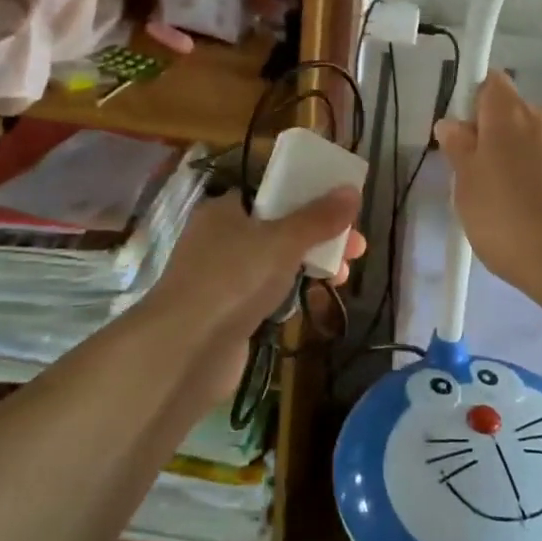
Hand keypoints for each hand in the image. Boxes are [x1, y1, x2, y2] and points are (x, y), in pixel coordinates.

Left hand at [148, 188, 364, 342]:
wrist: (185, 350)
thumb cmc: (234, 280)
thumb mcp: (283, 241)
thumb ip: (319, 217)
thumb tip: (351, 190)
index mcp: (226, 209)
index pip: (272, 192)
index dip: (309, 197)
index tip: (342, 210)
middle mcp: (220, 238)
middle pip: (280, 227)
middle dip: (320, 236)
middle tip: (356, 248)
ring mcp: (222, 277)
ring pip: (275, 262)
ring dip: (310, 265)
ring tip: (343, 277)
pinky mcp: (227, 311)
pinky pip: (266, 292)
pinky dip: (289, 293)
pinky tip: (311, 301)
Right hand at [434, 70, 541, 304]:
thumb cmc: (508, 219)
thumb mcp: (467, 188)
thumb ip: (459, 149)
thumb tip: (453, 125)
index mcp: (512, 113)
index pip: (489, 85)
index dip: (475, 106)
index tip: (466, 139)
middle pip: (515, 116)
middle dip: (499, 140)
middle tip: (484, 181)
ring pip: (540, 143)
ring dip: (526, 162)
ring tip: (516, 207)